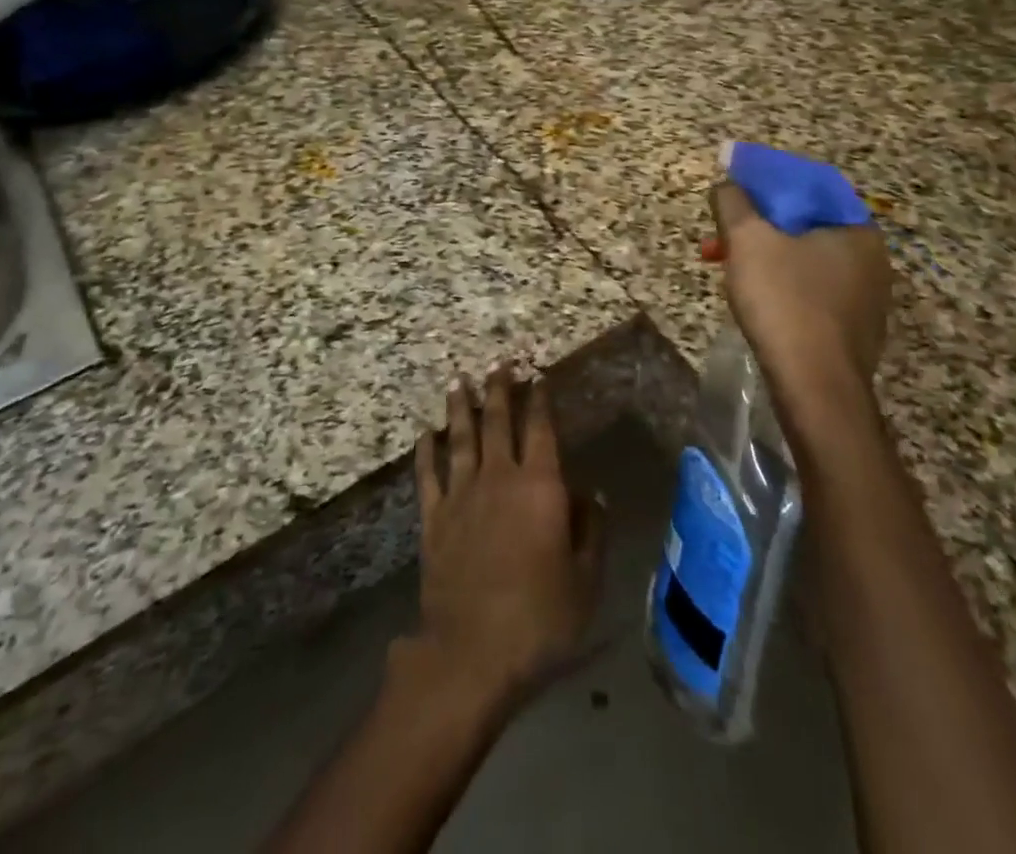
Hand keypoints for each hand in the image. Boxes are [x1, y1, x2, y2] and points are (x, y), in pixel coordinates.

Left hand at [404, 370, 605, 717]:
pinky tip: (425, 433)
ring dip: (460, 407)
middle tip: (497, 362)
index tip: (538, 377)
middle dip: (499, 389)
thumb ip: (590, 531)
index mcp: (540, 487)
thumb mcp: (585, 580)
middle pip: (497, 422)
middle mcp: (499, 478)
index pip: (541, 430)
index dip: (540, 400)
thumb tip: (589, 493)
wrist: (473, 653)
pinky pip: (428, 474)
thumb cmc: (540, 618)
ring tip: (458, 380)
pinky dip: (426, 450)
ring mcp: (461, 495)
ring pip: (460, 438)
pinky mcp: (433, 518)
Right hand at [710, 178, 893, 422]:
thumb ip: (733, 201)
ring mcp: (866, 297)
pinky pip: (811, 290)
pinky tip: (756, 300)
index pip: (808, 184)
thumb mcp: (747, 240)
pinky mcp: (853, 329)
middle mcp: (871, 258)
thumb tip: (727, 183)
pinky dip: (780, 284)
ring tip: (728, 269)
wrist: (815, 389)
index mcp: (855, 228)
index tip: (732, 189)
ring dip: (763, 256)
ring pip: (804, 259)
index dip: (765, 180)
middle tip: (720, 238)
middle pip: (803, 223)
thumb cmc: (784, 301)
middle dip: (756, 226)